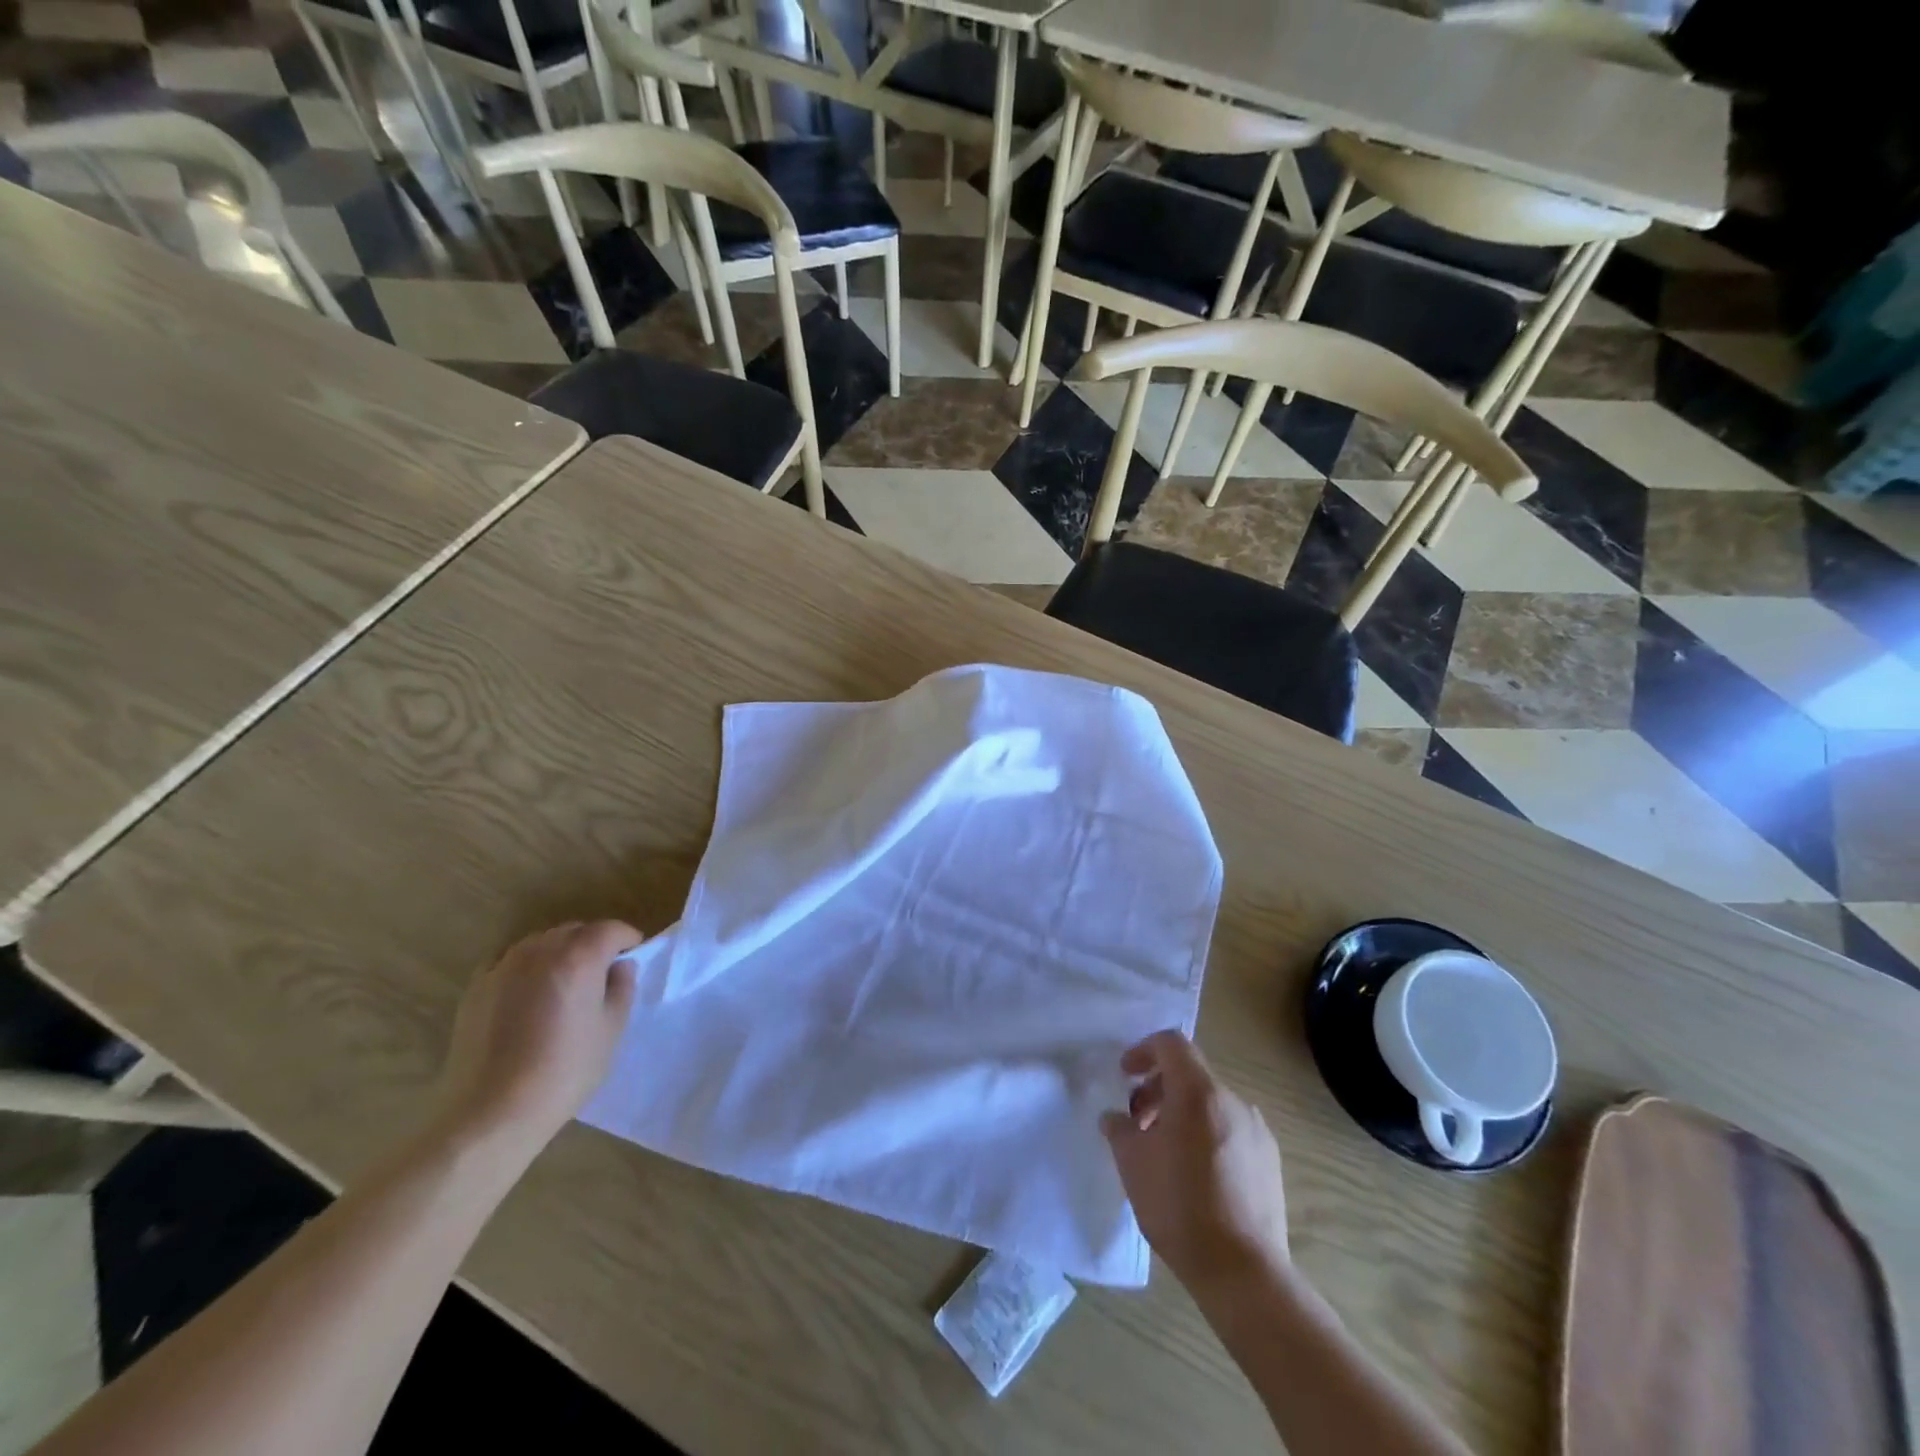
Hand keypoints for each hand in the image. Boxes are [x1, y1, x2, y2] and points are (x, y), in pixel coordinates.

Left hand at [431, 921, 640, 1160]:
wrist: (493, 1111)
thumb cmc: (565, 1070)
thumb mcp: (612, 1030)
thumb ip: (622, 988)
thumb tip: (620, 966)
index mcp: (580, 956)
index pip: (610, 929)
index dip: (627, 939)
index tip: (633, 955)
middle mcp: (541, 950)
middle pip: (574, 931)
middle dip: (593, 943)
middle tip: (601, 973)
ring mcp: (504, 966)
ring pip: (540, 943)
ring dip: (558, 953)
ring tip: (563, 984)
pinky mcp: (477, 987)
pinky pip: (509, 961)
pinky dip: (526, 967)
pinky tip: (528, 994)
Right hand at [1101, 1030, 1289, 1290]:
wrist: (1243, 1272)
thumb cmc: (1179, 1207)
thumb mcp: (1132, 1163)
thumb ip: (1119, 1129)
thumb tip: (1116, 1118)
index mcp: (1198, 1092)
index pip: (1171, 1044)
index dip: (1143, 1050)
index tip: (1125, 1076)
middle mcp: (1233, 1101)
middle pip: (1190, 1075)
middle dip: (1159, 1090)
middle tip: (1138, 1123)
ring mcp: (1257, 1131)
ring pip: (1211, 1105)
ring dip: (1182, 1114)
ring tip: (1164, 1152)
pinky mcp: (1270, 1162)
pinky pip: (1231, 1131)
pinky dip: (1207, 1135)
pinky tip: (1196, 1176)